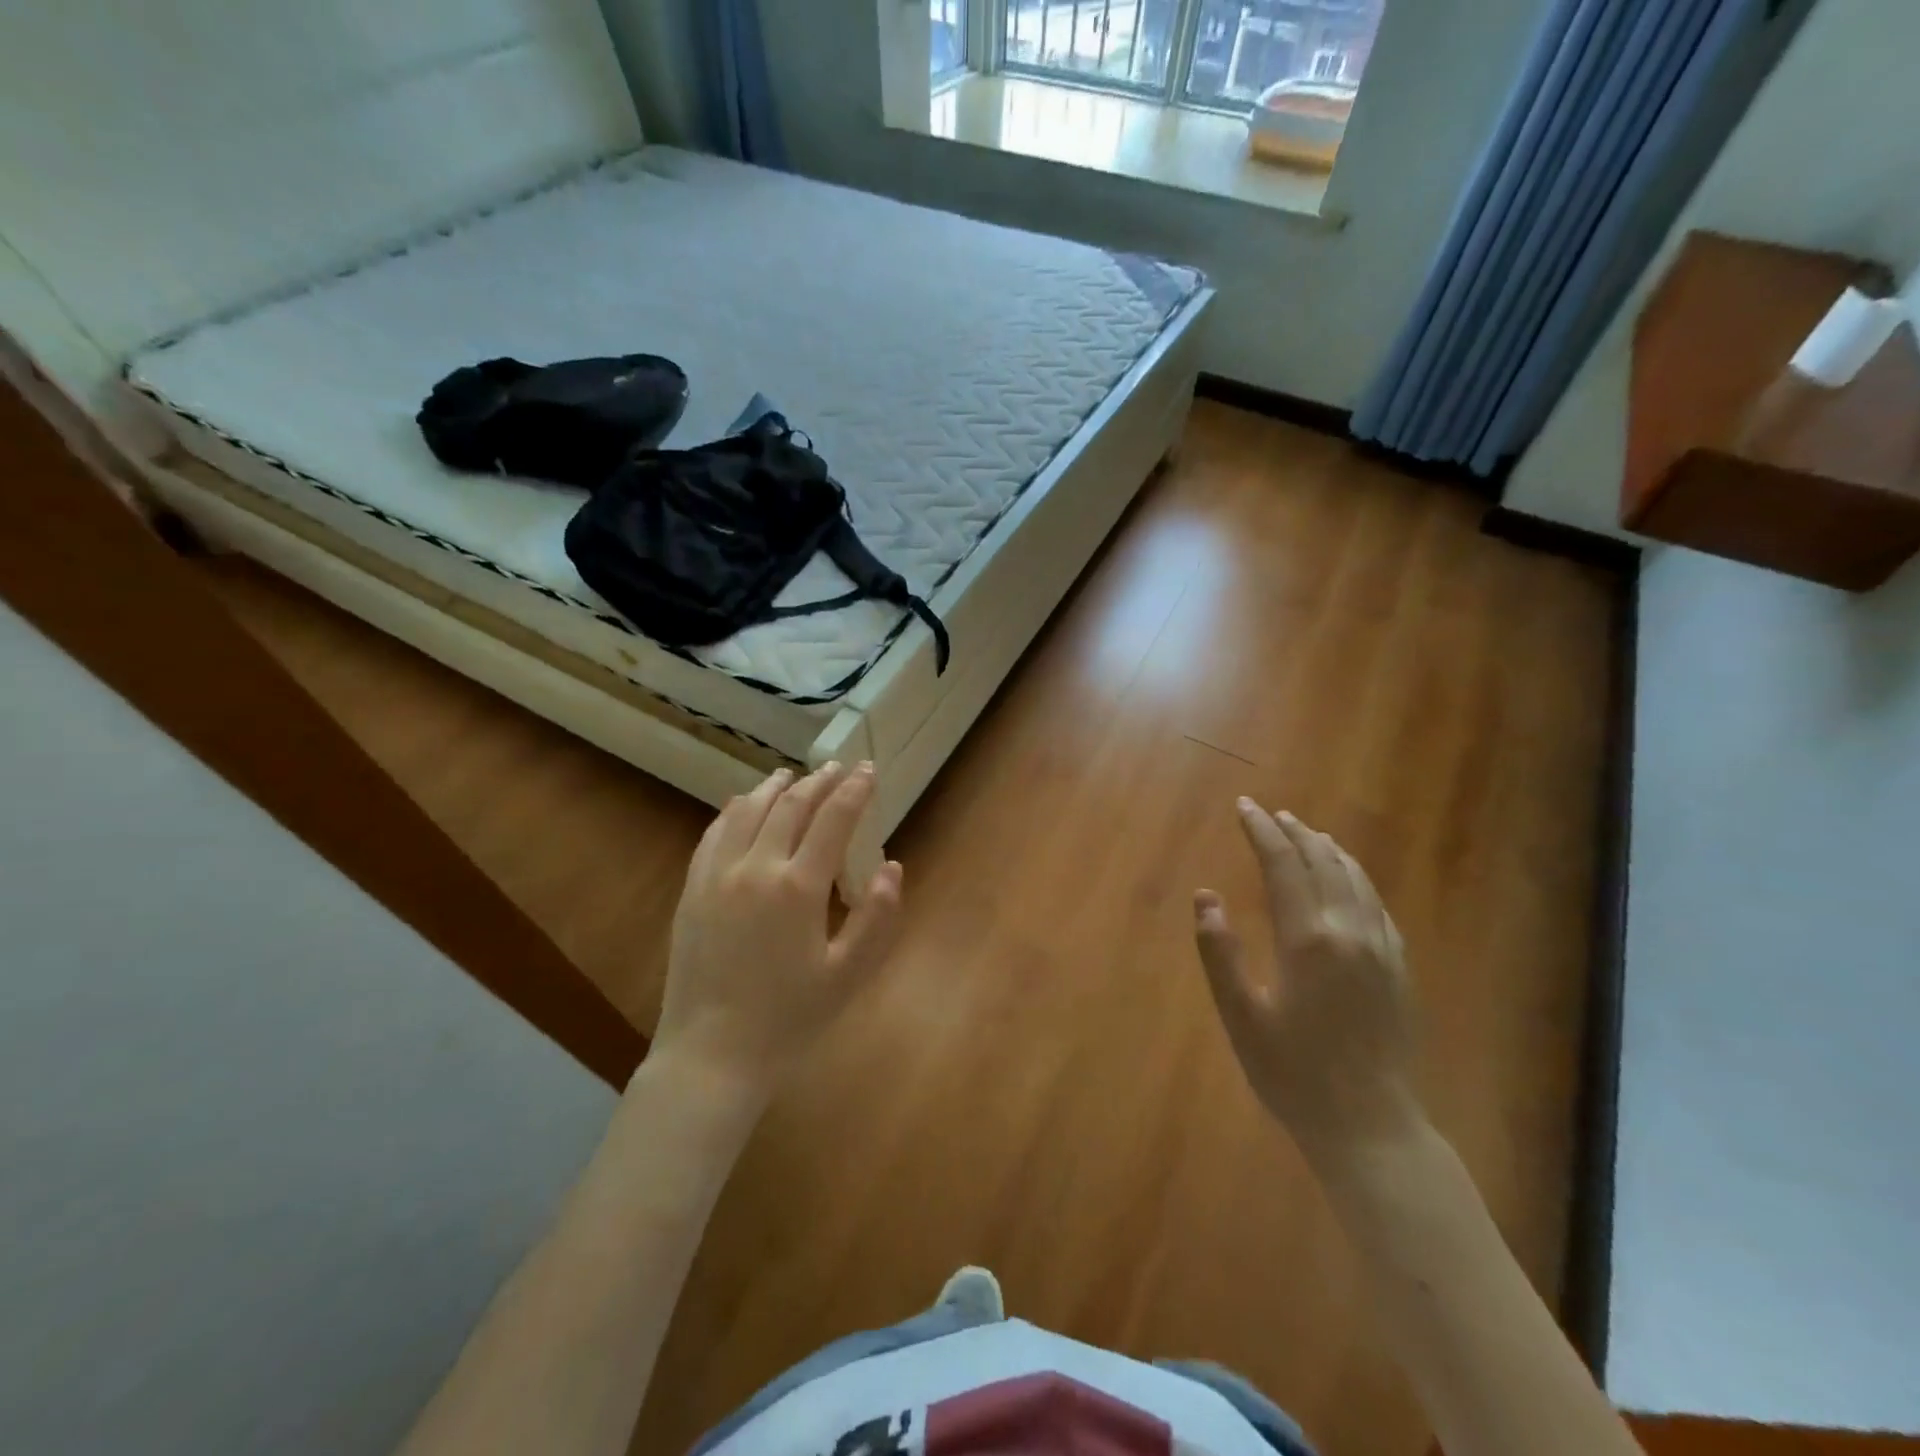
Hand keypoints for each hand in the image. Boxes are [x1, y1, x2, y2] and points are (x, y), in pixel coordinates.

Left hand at [652, 763, 904, 1099]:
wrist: (711, 1055)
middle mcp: (756, 868)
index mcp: (798, 887)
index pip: (833, 820)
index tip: (868, 770)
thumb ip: (877, 917)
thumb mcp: (848, 974)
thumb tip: (892, 867)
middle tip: (837, 768)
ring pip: (747, 811)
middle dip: (818, 782)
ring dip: (774, 788)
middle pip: (790, 806)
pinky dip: (734, 810)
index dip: (854, 791)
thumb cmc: (789, 1019)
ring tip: (791, 776)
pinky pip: (714, 834)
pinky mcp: (692, 890)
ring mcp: (717, 876)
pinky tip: (742, 805)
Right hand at [1193, 799, 1420, 1163]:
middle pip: (1322, 863)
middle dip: (1294, 832)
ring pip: (1356, 879)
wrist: (1370, 1126)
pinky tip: (1350, 880)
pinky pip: (1378, 906)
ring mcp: (1381, 949)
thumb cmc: (1294, 1074)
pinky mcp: (1398, 969)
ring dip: (1328, 850)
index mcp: (1308, 940)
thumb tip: (1206, 896)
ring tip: (1308, 833)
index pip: (1283, 866)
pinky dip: (1358, 879)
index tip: (1244, 807)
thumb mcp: (1241, 1017)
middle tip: (1271, 813)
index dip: (1262, 832)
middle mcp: (1349, 932)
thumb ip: (1220, 953)